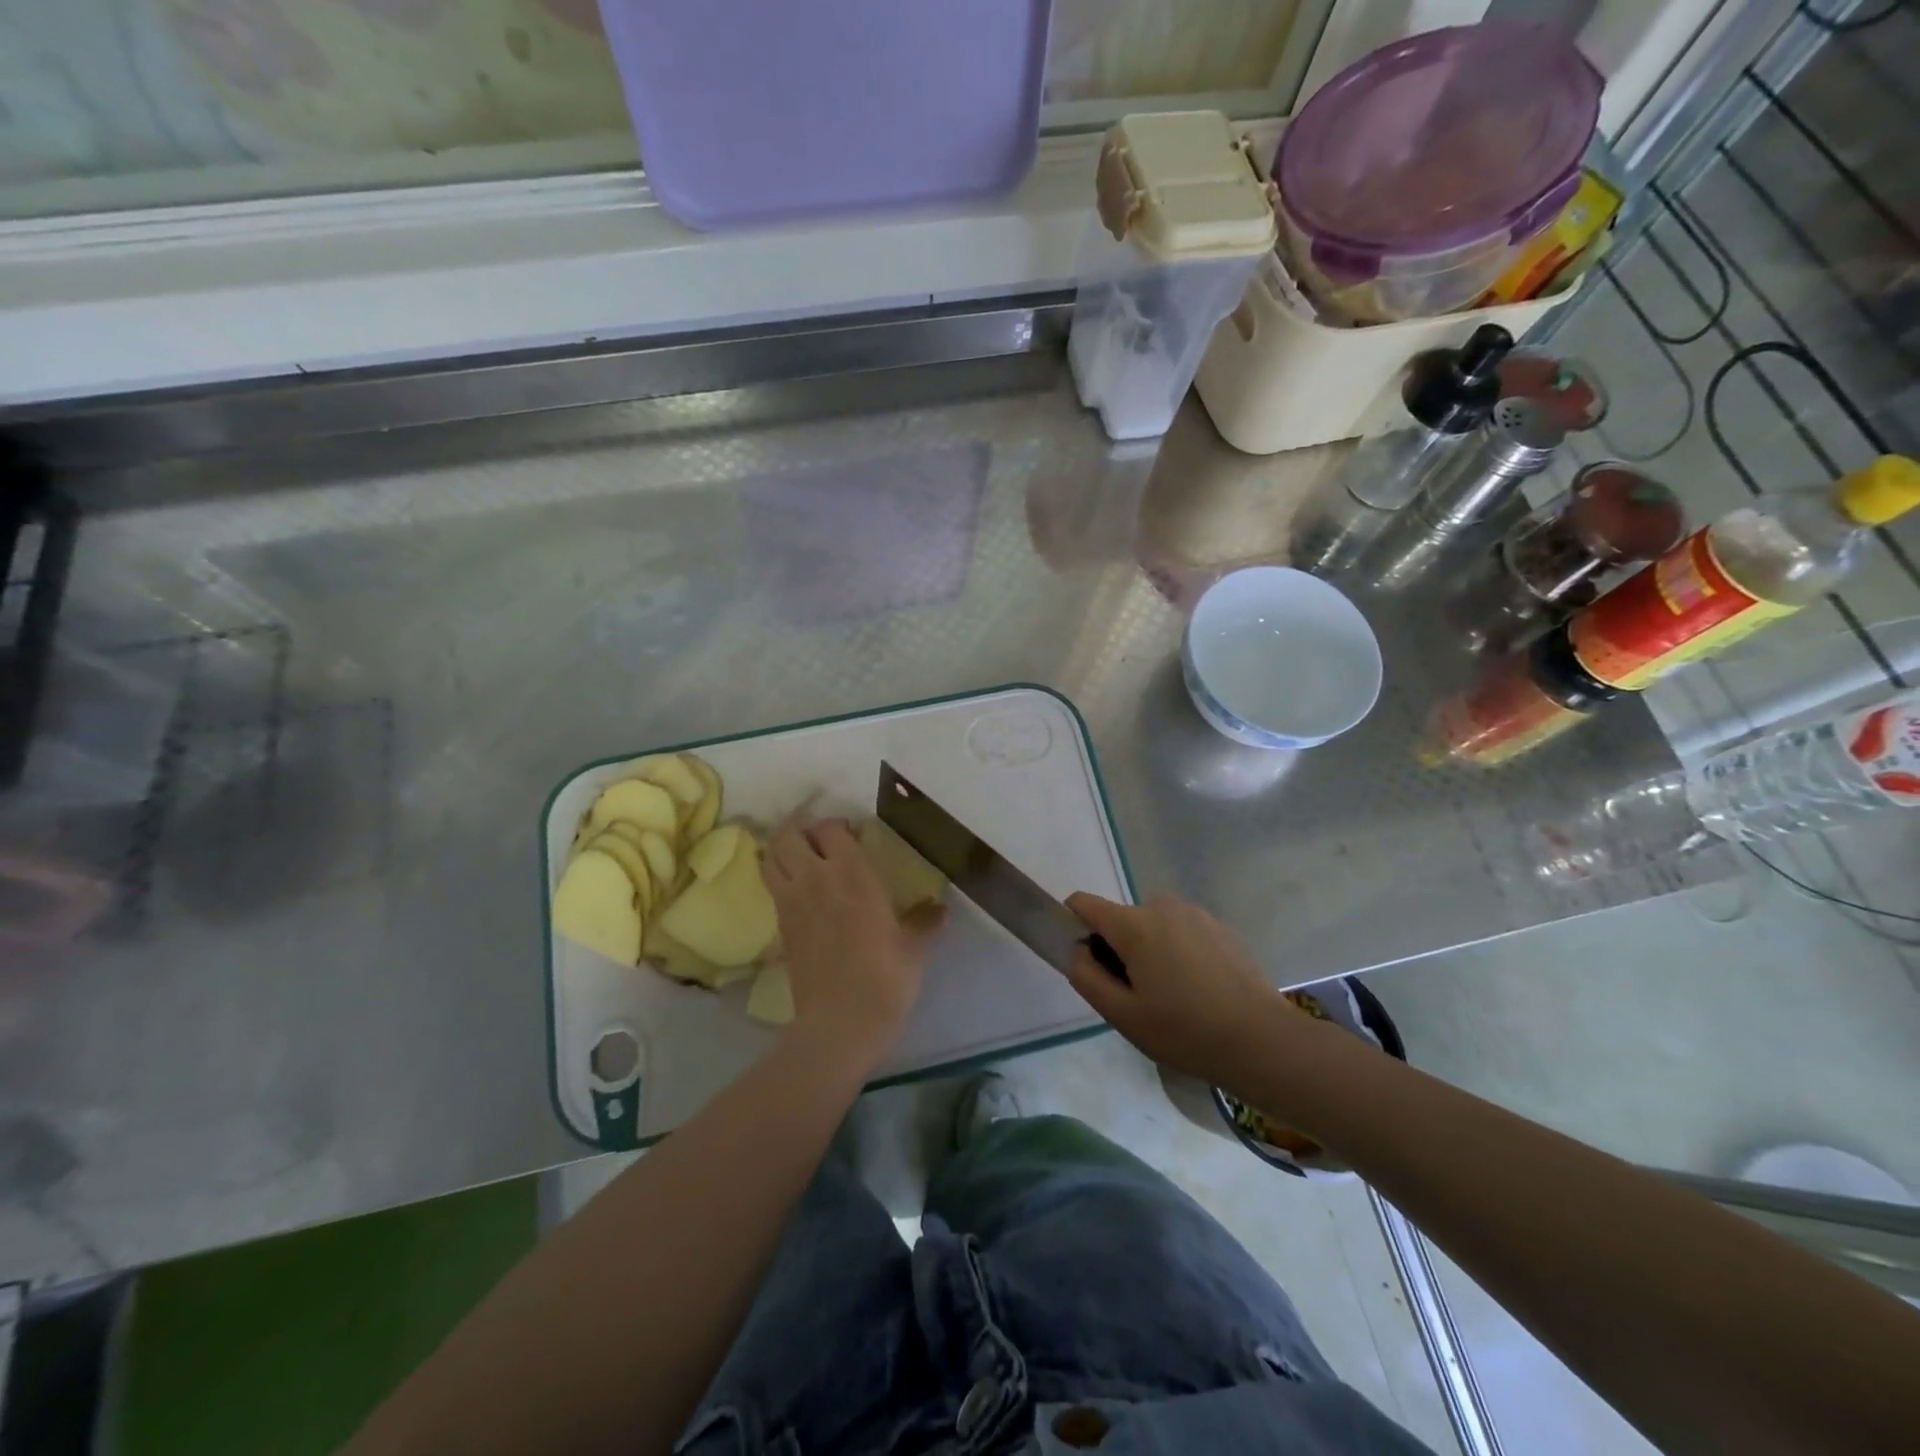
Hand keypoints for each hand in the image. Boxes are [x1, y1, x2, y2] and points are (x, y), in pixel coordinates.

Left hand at [763, 817, 944, 1062]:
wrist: (840, 1022)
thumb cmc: (884, 977)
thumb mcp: (913, 947)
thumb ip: (925, 920)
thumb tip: (941, 909)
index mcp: (852, 873)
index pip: (831, 828)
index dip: (838, 825)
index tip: (853, 834)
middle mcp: (816, 878)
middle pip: (789, 834)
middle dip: (801, 829)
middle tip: (820, 840)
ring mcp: (791, 901)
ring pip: (770, 856)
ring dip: (782, 849)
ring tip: (801, 857)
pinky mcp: (780, 926)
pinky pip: (771, 886)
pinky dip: (778, 877)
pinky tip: (799, 890)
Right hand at [1065, 893, 1318, 1082]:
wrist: (1262, 1040)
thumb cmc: (1184, 1030)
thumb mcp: (1122, 1014)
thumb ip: (1086, 976)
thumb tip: (1079, 950)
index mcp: (1134, 924)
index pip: (1085, 904)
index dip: (1074, 926)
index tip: (1087, 962)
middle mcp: (1162, 906)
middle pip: (1122, 920)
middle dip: (1119, 950)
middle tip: (1137, 997)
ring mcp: (1196, 914)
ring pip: (1153, 928)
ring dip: (1150, 952)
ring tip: (1173, 998)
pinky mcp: (1221, 928)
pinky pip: (1183, 933)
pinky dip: (1179, 954)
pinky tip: (1200, 992)